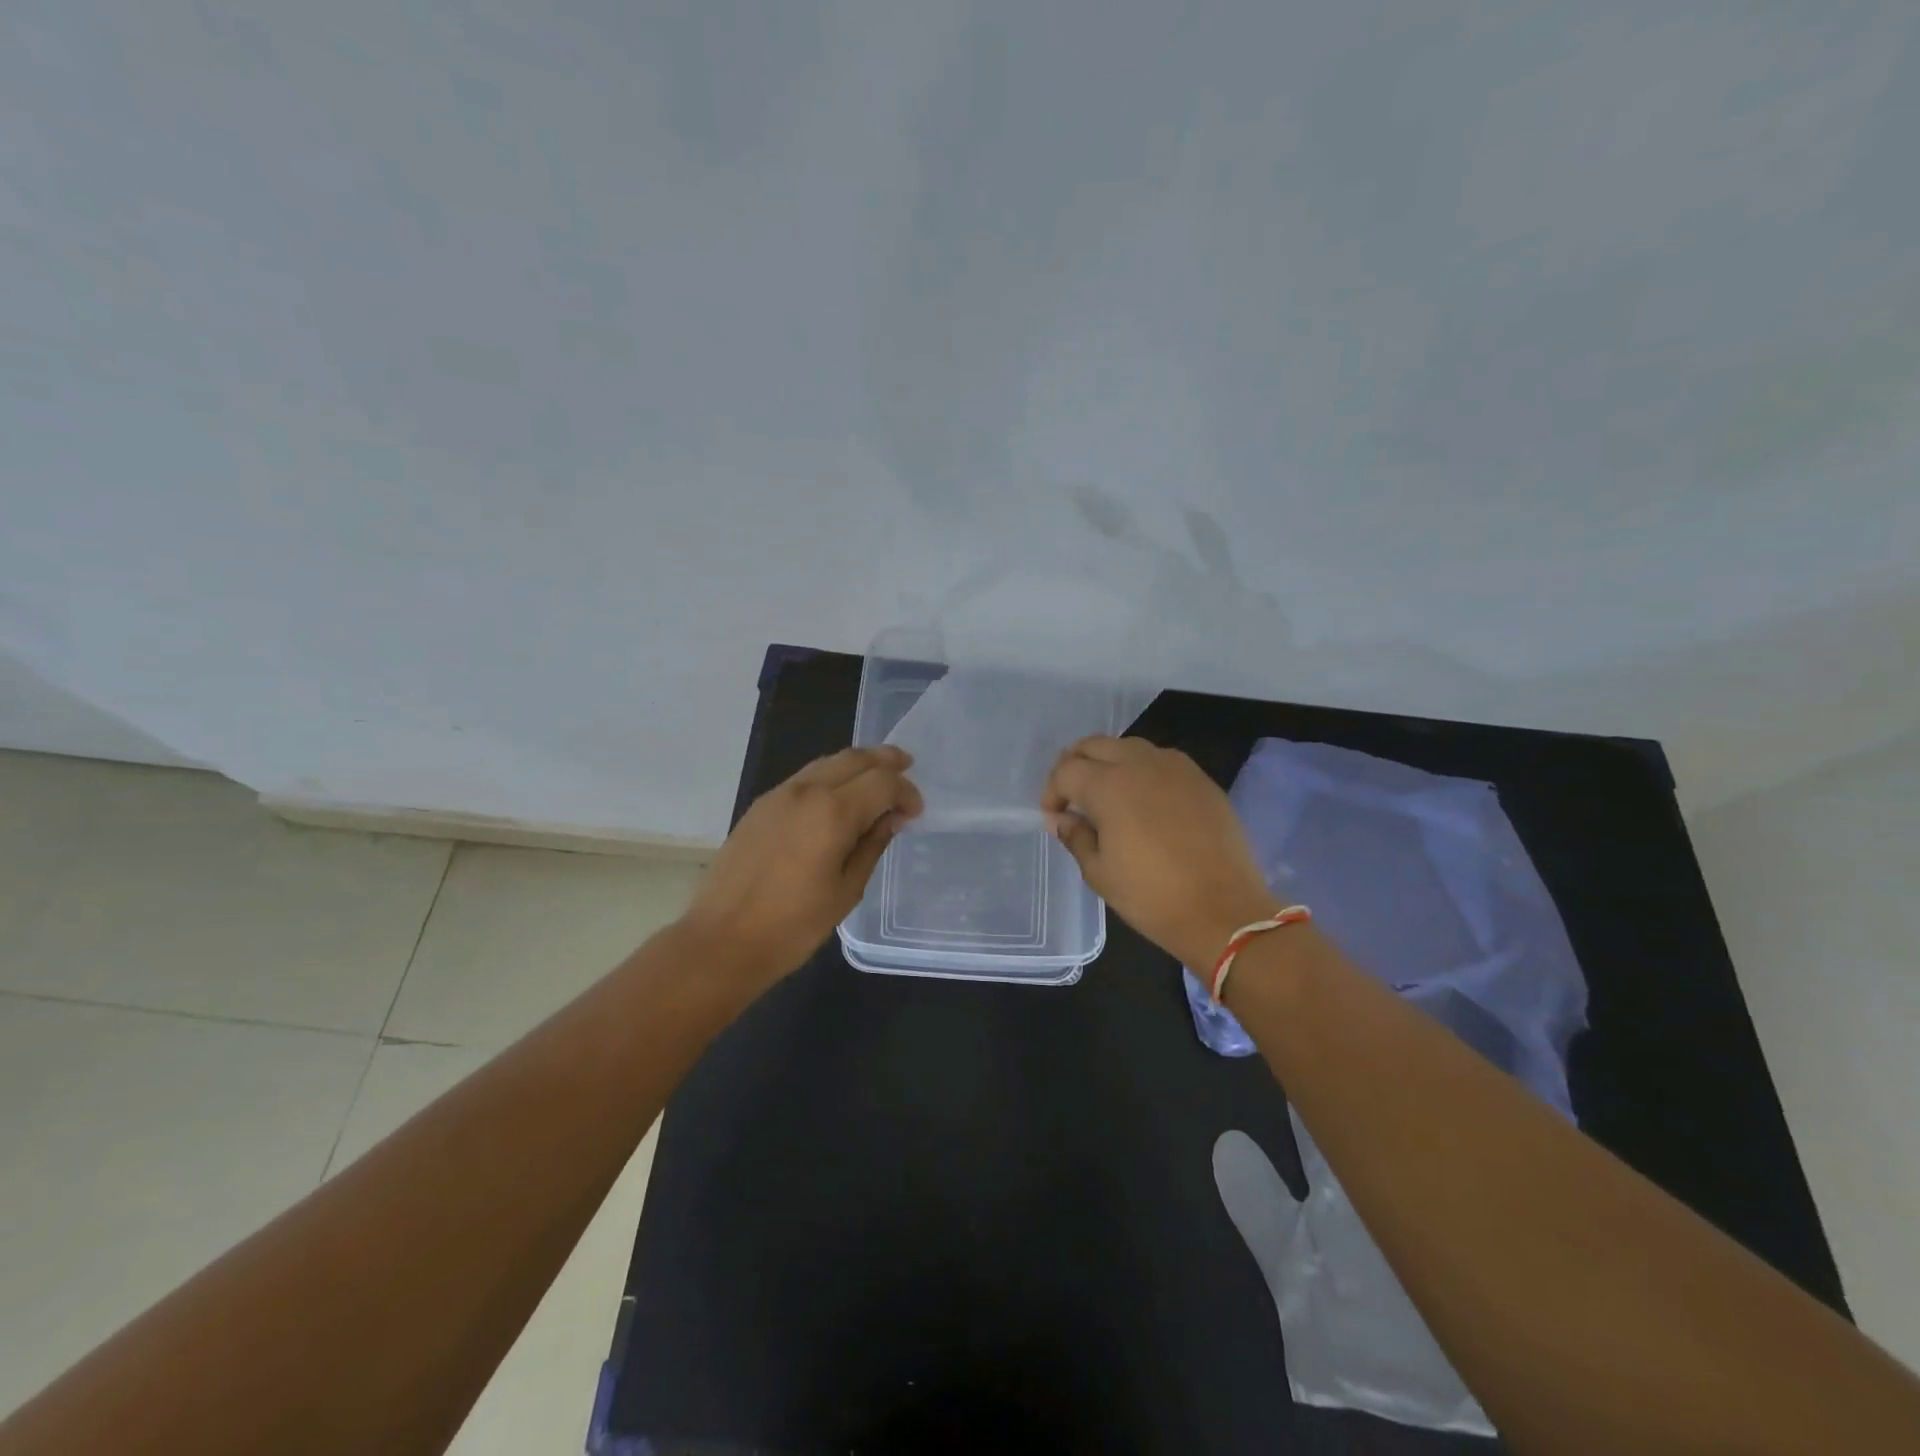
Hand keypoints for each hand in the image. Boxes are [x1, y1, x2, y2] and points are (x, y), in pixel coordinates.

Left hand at [683, 746, 921, 991]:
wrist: (722, 941)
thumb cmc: (793, 925)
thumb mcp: (847, 890)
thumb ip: (872, 844)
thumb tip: (891, 817)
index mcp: (832, 812)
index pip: (881, 781)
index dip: (905, 791)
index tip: (915, 813)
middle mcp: (806, 791)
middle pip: (854, 758)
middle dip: (885, 760)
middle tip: (907, 765)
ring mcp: (778, 795)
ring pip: (827, 762)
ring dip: (856, 764)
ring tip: (876, 776)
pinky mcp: (760, 806)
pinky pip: (805, 778)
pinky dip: (830, 777)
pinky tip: (838, 796)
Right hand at [1042, 736, 1275, 969]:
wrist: (1224, 911)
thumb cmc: (1151, 896)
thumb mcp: (1099, 872)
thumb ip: (1075, 836)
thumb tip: (1062, 819)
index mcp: (1108, 785)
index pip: (1066, 770)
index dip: (1053, 791)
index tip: (1054, 816)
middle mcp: (1140, 763)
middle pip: (1095, 745)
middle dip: (1076, 765)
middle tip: (1073, 797)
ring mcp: (1175, 767)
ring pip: (1129, 747)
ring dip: (1109, 763)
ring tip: (1108, 796)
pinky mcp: (1201, 779)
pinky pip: (1161, 761)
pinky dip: (1142, 771)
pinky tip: (1145, 801)